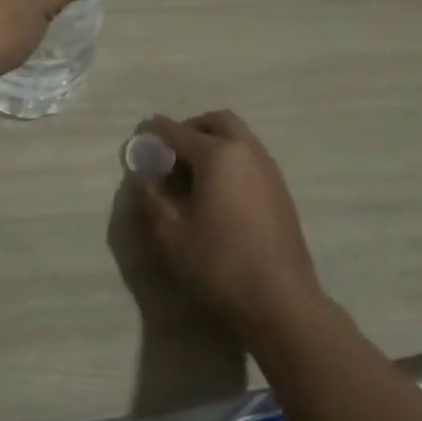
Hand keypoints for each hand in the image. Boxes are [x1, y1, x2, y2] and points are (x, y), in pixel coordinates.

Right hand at [138, 111, 324, 337]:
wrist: (280, 298)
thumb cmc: (218, 263)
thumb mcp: (170, 233)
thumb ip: (152, 198)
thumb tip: (144, 175)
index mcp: (218, 155)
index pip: (178, 132)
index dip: (156, 132)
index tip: (142, 134)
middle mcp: (246, 151)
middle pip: (217, 121)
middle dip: (191, 128)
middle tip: (172, 151)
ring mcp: (269, 168)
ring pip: (239, 137)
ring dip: (214, 142)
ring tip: (192, 173)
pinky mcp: (280, 189)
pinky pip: (250, 157)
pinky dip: (230, 159)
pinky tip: (218, 191)